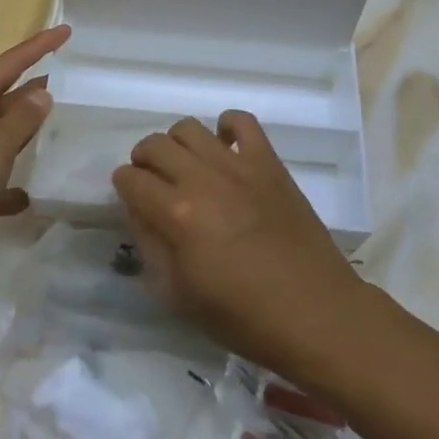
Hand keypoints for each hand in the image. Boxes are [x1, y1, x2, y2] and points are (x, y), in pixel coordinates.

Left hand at [0, 24, 69, 280]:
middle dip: (34, 88)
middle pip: (5, 98)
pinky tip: (30, 196)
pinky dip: (11, 183)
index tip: (65, 31)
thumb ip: (22, 119)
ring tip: (58, 128)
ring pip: (1, 136)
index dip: (38, 47)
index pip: (9, 64)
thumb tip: (42, 92)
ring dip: (25, 133)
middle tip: (68, 80)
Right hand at [112, 112, 363, 373]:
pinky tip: (225, 148)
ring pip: (189, 128)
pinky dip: (226, 126)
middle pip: (154, 145)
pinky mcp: (268, 162)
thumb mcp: (178, 296)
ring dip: (177, 144)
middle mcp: (202, 179)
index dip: (123, 188)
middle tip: (153, 182)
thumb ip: (150, 247)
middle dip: (143, 161)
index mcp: (176, 215)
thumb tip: (140, 212)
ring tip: (186, 166)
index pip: (130, 179)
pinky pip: (241, 121)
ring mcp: (238, 165)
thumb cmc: (243, 316)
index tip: (130, 199)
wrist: (314, 313)